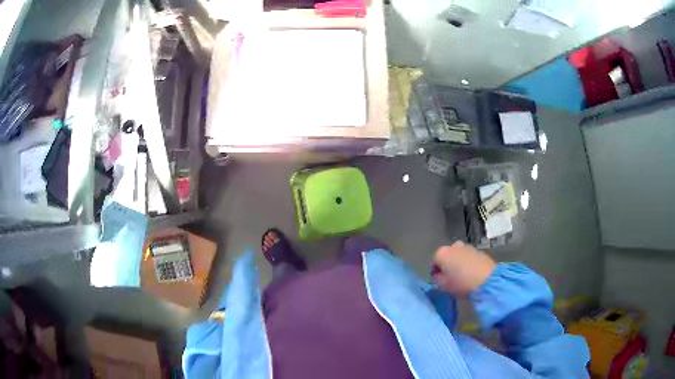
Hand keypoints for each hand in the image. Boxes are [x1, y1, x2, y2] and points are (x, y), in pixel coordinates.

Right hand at [431, 242, 496, 295]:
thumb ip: (437, 280)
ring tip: (462, 277)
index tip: (438, 282)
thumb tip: (438, 276)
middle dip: (447, 266)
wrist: (487, 280)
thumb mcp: (443, 286)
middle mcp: (454, 246)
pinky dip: (468, 264)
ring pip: (459, 256)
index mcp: (442, 253)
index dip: (434, 273)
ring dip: (458, 264)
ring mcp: (468, 247)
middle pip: (447, 257)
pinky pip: (469, 258)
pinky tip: (471, 274)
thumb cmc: (461, 283)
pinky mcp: (479, 251)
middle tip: (450, 279)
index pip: (434, 263)